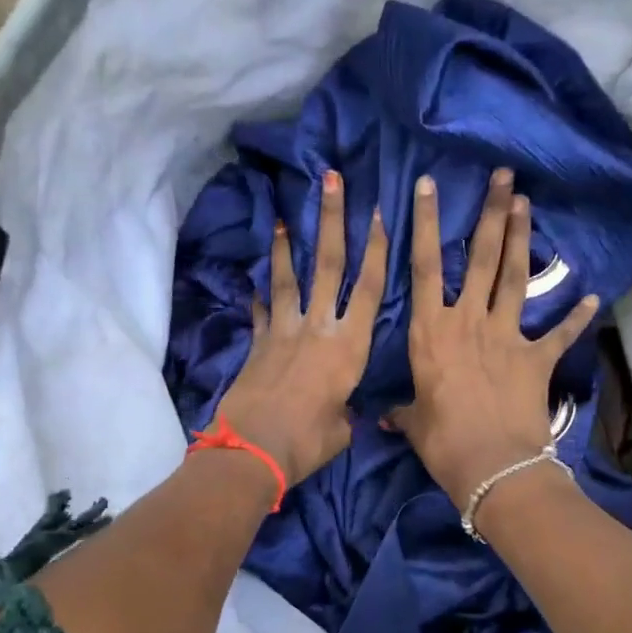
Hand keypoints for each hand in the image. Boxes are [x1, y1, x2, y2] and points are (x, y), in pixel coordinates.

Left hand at [213, 171, 387, 487]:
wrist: (252, 452)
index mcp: (349, 347)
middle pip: (328, 264)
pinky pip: (261, 312)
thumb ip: (347, 409)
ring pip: (288, 278)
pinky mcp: (257, 345)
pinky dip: (259, 296)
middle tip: (331, 180)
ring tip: (281, 216)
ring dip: (285, 246)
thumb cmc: (307, 443)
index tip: (379, 213)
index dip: (377, 249)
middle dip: (332, 219)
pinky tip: (256, 282)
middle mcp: (318, 328)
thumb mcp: (342, 428)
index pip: (370, 288)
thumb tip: (341, 408)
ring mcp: (283, 332)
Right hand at [389, 169, 598, 507]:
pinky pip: (560, 333)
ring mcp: (505, 336)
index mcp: (430, 332)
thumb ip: (403, 411)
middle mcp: (467, 322)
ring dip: (521, 239)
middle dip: (490, 213)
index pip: (423, 267)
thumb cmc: (442, 442)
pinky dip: (577, 317)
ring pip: (513, 277)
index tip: (428, 186)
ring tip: (527, 203)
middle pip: (479, 257)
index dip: (424, 224)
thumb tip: (385, 417)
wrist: (493, 466)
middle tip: (503, 176)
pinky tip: (594, 299)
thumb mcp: (414, 422)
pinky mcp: (536, 358)